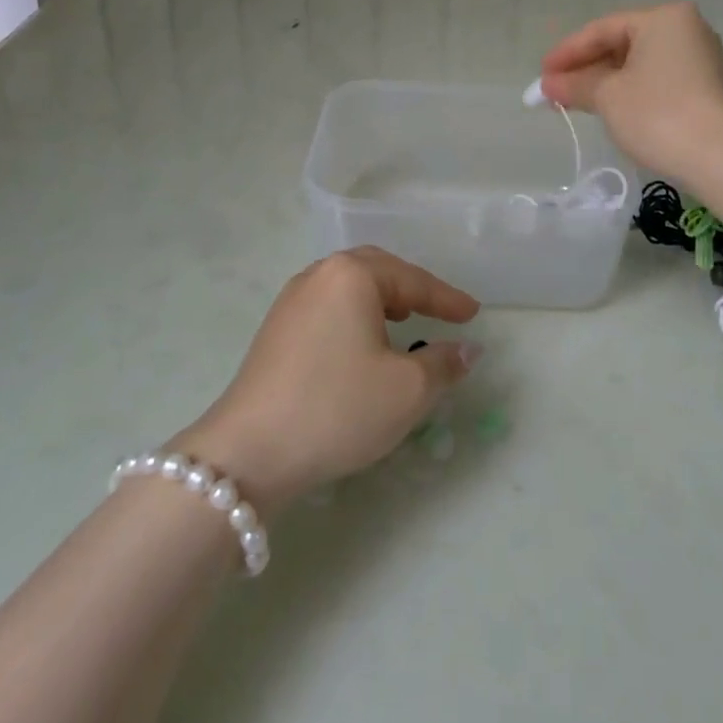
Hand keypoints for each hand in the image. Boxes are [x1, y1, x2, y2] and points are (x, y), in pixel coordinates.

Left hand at [172, 248, 479, 511]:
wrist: (249, 452)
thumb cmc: (338, 408)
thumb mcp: (407, 390)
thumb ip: (443, 363)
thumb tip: (466, 349)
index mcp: (351, 275)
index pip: (412, 280)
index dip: (446, 298)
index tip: (473, 313)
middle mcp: (319, 275)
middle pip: (377, 270)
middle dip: (411, 289)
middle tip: (439, 310)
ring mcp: (291, 301)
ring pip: (348, 288)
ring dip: (381, 301)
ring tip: (404, 323)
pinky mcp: (275, 330)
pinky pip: (328, 307)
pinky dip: (355, 317)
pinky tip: (361, 346)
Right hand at [539, 3, 722, 187]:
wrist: (722, 159)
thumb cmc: (658, 114)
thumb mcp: (607, 97)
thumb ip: (574, 85)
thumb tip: (547, 86)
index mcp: (663, 18)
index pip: (602, 30)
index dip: (566, 53)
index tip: (540, 77)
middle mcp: (686, 29)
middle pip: (621, 44)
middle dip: (585, 68)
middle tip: (554, 91)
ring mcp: (701, 58)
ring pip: (639, 64)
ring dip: (605, 82)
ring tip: (575, 102)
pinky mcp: (707, 87)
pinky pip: (657, 80)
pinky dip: (630, 91)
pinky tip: (610, 108)